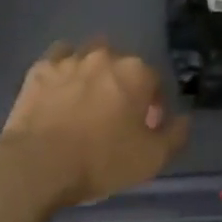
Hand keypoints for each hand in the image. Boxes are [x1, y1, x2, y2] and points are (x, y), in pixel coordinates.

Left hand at [0, 38, 189, 208]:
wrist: (38, 164)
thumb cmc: (101, 161)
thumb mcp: (152, 159)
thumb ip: (175, 135)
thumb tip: (184, 119)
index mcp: (136, 73)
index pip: (155, 81)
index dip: (154, 105)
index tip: (146, 128)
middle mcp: (104, 57)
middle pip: (122, 65)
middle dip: (123, 85)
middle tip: (116, 116)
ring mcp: (69, 60)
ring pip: (89, 56)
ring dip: (93, 72)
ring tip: (87, 100)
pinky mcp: (39, 70)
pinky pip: (58, 59)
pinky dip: (63, 69)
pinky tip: (60, 89)